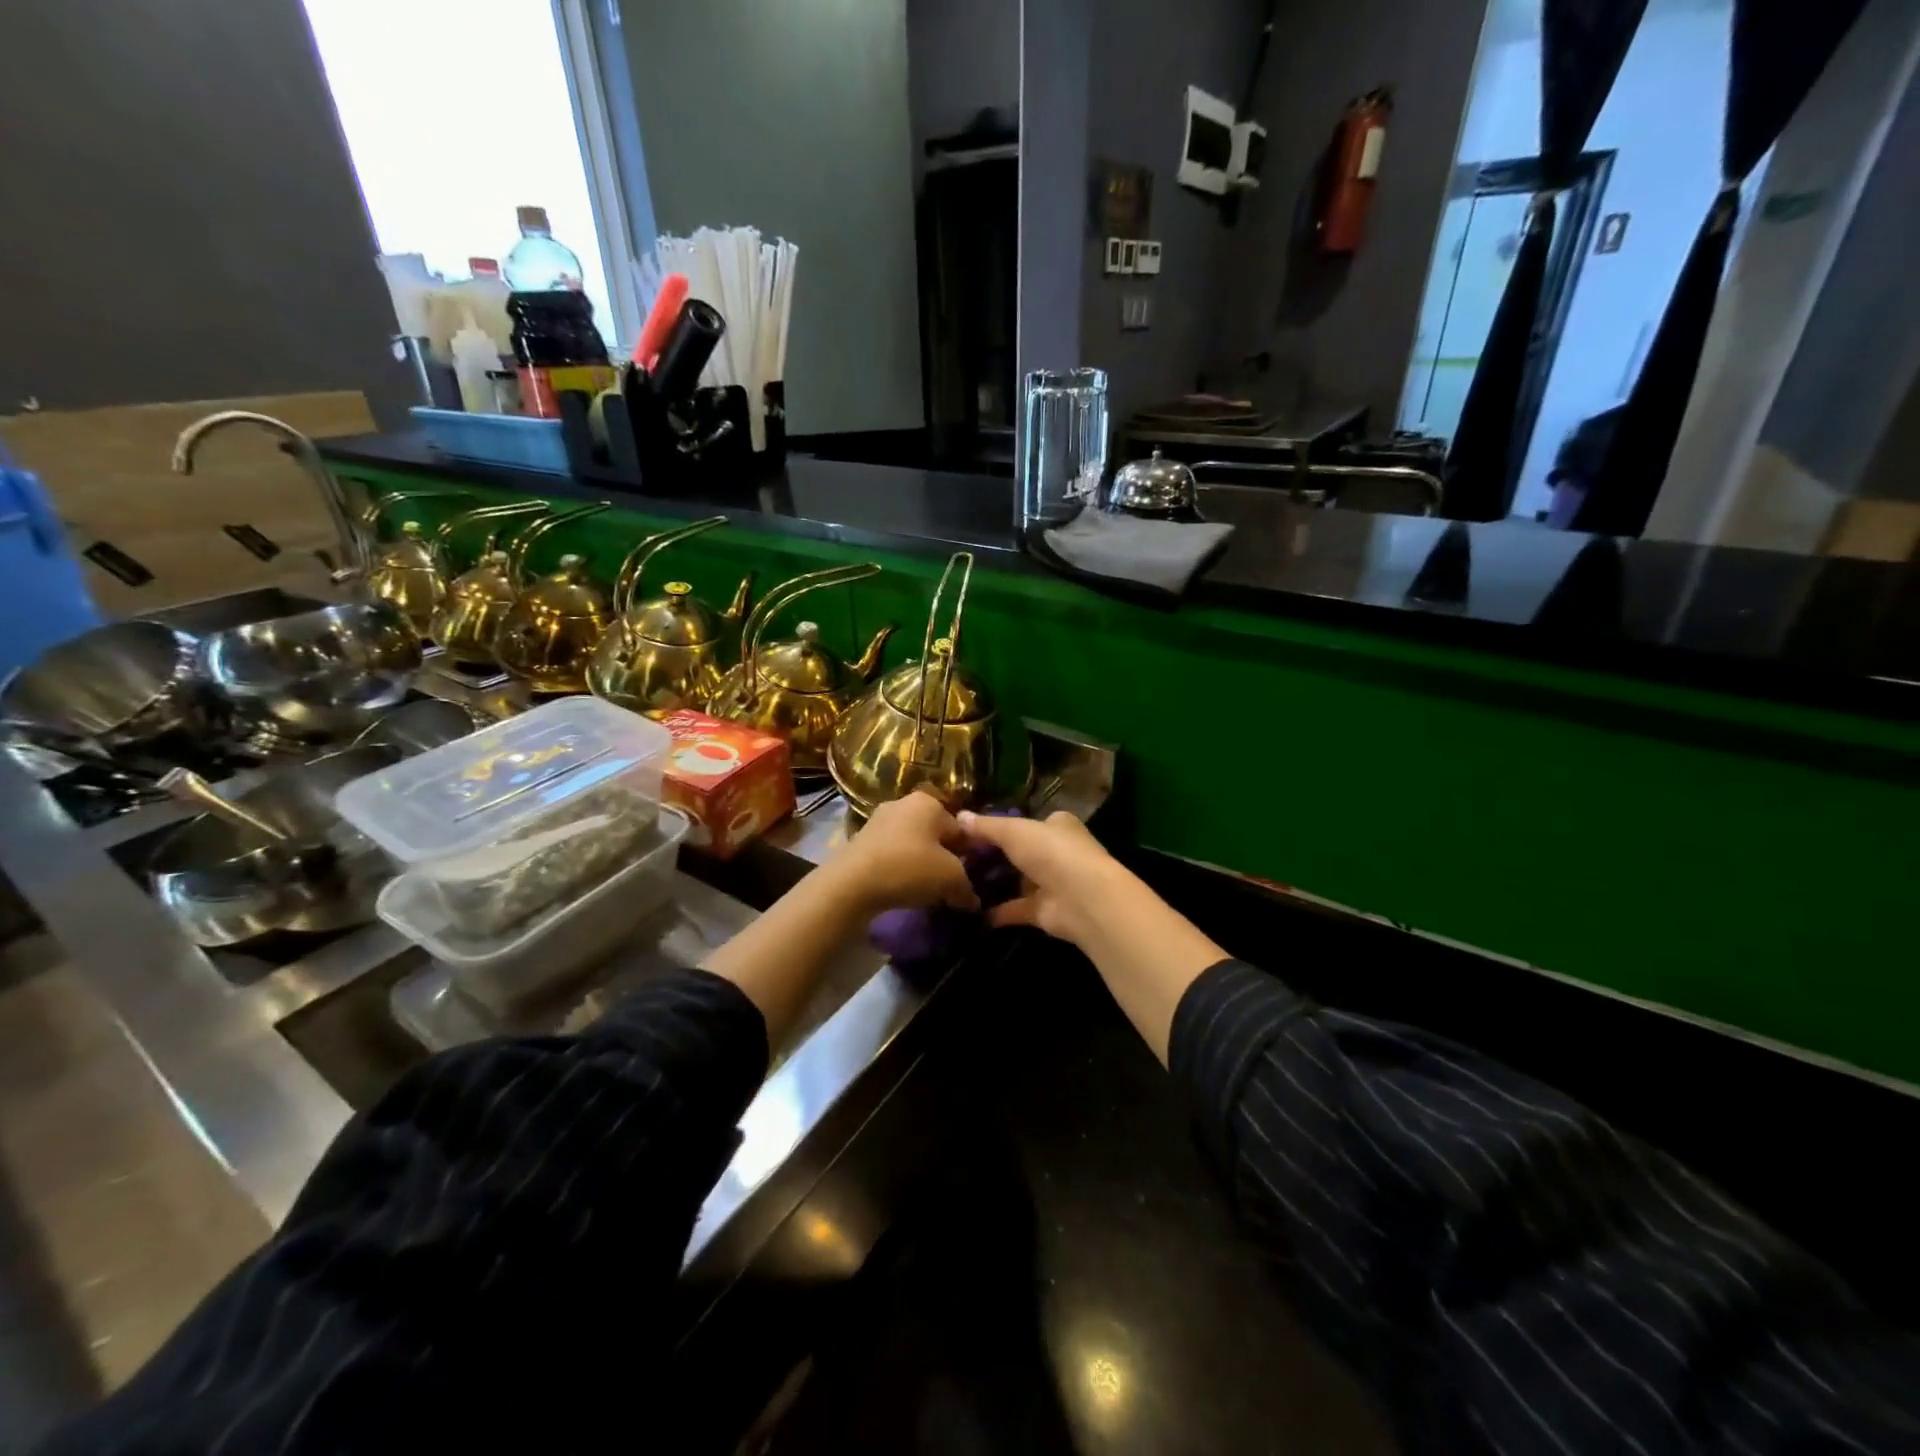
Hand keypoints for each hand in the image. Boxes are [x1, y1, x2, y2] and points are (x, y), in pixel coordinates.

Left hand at [827, 790, 979, 914]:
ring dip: (922, 866)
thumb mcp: (951, 879)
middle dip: (944, 860)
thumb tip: (972, 900)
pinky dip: (901, 869)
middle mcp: (903, 803)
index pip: (961, 829)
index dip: (970, 856)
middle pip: (935, 835)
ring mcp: (879, 820)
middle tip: (950, 887)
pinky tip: (903, 889)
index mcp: (929, 802)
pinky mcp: (861, 840)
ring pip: (913, 845)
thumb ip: (967, 887)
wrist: (851, 883)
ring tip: (927, 892)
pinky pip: (892, 854)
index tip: (971, 879)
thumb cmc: (909, 868)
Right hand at [955, 810, 1126, 948]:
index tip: (972, 830)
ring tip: (958, 883)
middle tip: (959, 858)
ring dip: (994, 883)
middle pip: (1021, 852)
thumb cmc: (1051, 852)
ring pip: (1018, 881)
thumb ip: (986, 826)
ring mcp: (1052, 883)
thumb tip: (959, 816)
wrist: (1082, 898)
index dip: (1002, 824)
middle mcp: (1057, 852)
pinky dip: (996, 911)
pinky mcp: (1045, 911)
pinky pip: (1016, 909)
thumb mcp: (1013, 831)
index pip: (1028, 821)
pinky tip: (970, 911)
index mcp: (1057, 825)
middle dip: (995, 855)